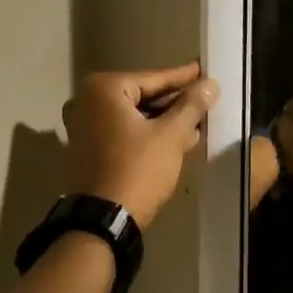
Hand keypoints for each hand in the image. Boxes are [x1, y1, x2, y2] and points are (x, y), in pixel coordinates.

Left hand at [64, 62, 218, 226]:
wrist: (104, 220)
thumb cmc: (138, 169)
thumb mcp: (171, 135)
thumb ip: (192, 105)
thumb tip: (210, 84)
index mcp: (104, 89)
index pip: (154, 78)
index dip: (184, 78)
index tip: (205, 72)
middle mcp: (86, 101)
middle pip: (142, 96)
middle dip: (175, 103)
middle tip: (204, 100)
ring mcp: (82, 126)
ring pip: (134, 116)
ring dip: (164, 121)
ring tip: (196, 124)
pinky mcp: (86, 149)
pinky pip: (123, 131)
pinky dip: (147, 134)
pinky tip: (175, 140)